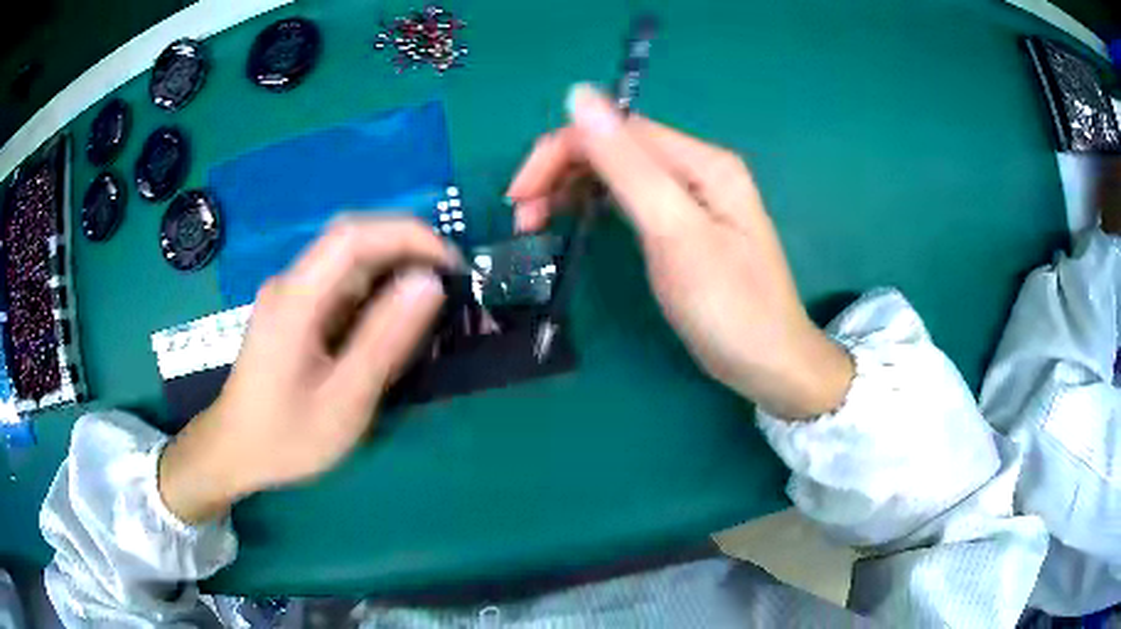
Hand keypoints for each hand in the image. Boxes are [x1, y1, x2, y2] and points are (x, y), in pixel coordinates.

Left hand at [158, 217, 458, 523]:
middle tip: (452, 284)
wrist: (236, 451)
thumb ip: (385, 341)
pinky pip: (342, 285)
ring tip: (432, 305)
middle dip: (408, 249)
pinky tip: (394, 322)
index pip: (353, 235)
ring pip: (350, 262)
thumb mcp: (344, 401)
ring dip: (395, 271)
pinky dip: (377, 292)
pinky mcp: (296, 309)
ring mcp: (291, 294)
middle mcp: (291, 283)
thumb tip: (430, 284)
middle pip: (353, 240)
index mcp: (295, 299)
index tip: (453, 265)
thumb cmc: (286, 437)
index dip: (409, 236)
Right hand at [508, 84, 852, 420]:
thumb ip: (627, 164)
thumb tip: (579, 95)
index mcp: (700, 162)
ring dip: (570, 188)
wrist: (770, 363)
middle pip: (614, 146)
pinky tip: (574, 220)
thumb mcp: (674, 234)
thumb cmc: (728, 307)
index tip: (519, 199)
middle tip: (523, 219)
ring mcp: (690, 196)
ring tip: (536, 224)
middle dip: (559, 171)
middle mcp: (695, 168)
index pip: (615, 130)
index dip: (559, 151)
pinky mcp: (683, 223)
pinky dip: (593, 204)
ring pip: (617, 171)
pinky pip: (629, 197)